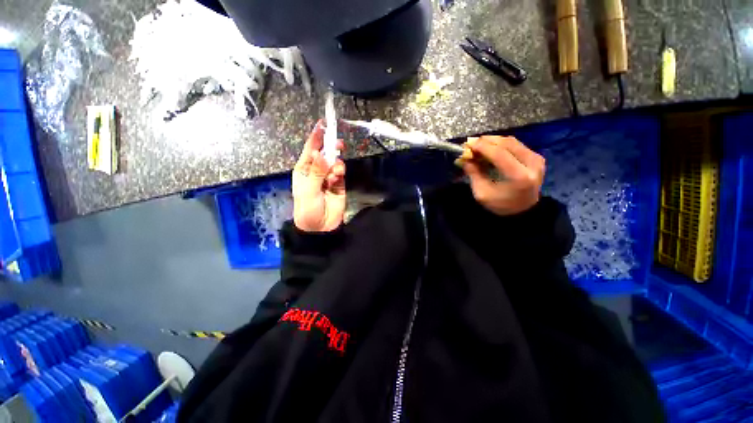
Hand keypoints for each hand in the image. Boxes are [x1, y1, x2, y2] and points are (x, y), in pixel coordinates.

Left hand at [292, 121, 345, 231]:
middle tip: (338, 144)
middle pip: (324, 153)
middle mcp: (316, 170)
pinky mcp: (339, 183)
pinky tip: (338, 176)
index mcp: (304, 169)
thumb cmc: (308, 208)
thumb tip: (321, 153)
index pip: (310, 150)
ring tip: (336, 172)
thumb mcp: (308, 190)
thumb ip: (316, 172)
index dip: (316, 137)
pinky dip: (340, 171)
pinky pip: (340, 171)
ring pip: (334, 161)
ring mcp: (328, 176)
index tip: (323, 124)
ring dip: (336, 163)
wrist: (320, 227)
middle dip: (331, 147)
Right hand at [461, 135, 544, 215]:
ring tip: (479, 145)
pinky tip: (491, 148)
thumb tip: (464, 158)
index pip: (500, 154)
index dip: (483, 146)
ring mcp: (537, 159)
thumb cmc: (500, 205)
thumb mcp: (482, 193)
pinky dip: (502, 144)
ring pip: (512, 142)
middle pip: (507, 144)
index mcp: (519, 177)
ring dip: (494, 141)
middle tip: (472, 143)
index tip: (468, 143)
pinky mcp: (537, 157)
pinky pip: (517, 145)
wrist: (523, 210)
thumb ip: (474, 174)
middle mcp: (532, 164)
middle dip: (487, 141)